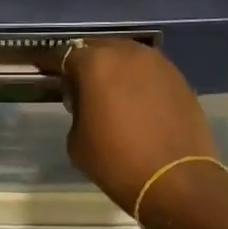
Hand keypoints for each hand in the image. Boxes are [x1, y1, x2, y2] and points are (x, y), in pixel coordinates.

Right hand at [50, 39, 217, 211]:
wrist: (176, 180)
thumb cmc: (116, 161)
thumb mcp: (77, 140)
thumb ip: (76, 110)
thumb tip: (84, 100)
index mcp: (95, 63)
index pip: (65, 55)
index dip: (53, 65)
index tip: (47, 74)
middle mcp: (127, 53)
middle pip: (98, 48)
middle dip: (87, 63)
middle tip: (79, 85)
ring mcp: (158, 63)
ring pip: (127, 57)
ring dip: (115, 69)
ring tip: (109, 93)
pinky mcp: (179, 79)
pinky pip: (149, 72)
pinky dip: (138, 81)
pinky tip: (136, 102)